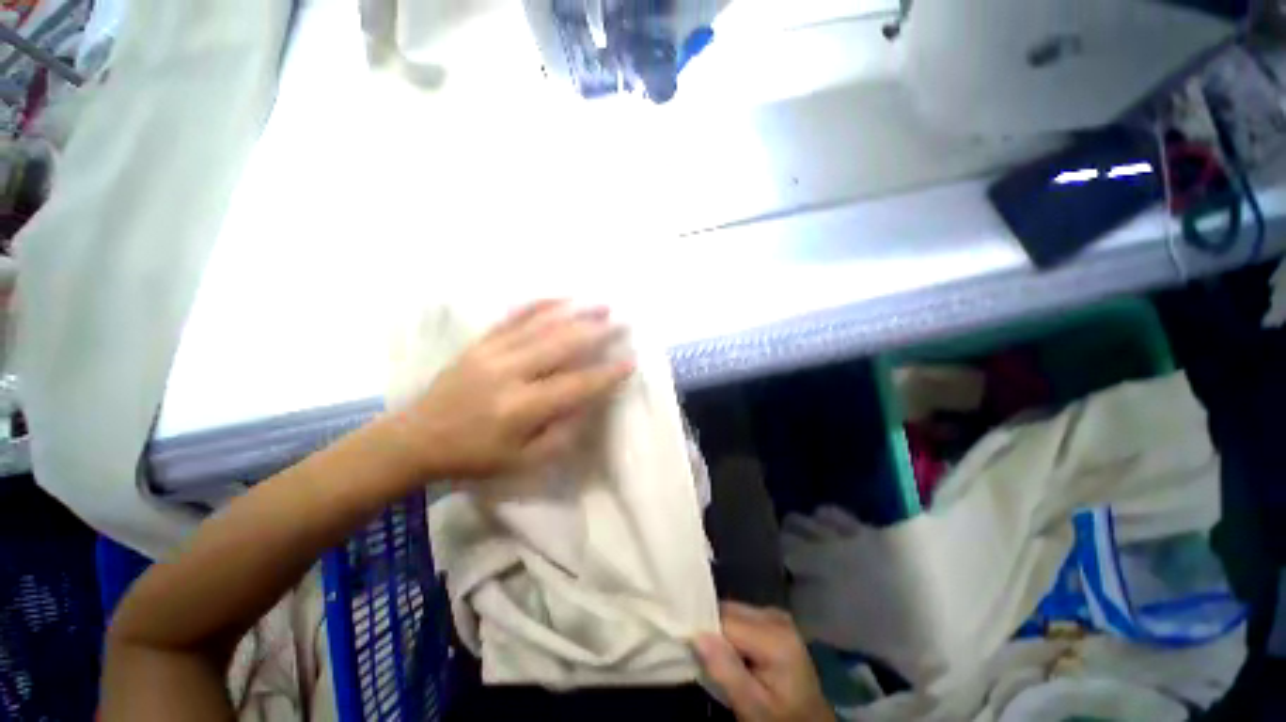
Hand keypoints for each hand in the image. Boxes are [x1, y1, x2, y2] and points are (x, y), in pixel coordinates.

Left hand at [387, 300, 634, 481]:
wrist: (416, 439)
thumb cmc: (473, 456)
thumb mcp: (522, 462)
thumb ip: (560, 435)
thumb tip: (588, 407)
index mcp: (520, 408)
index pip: (575, 385)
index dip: (606, 374)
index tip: (630, 362)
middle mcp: (508, 373)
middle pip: (561, 345)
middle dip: (597, 333)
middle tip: (623, 323)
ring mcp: (492, 352)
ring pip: (541, 325)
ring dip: (575, 313)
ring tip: (601, 304)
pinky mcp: (480, 342)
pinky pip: (514, 317)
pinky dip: (540, 305)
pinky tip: (561, 298)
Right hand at [695, 603, 834, 721]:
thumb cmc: (782, 719)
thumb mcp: (753, 707)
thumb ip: (726, 671)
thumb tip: (697, 635)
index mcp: (775, 636)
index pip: (724, 621)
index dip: (705, 634)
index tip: (693, 655)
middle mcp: (776, 616)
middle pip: (728, 611)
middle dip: (713, 632)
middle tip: (707, 662)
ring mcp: (776, 615)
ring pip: (733, 611)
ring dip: (721, 632)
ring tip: (720, 659)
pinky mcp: (775, 620)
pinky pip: (742, 616)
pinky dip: (732, 632)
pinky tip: (734, 653)